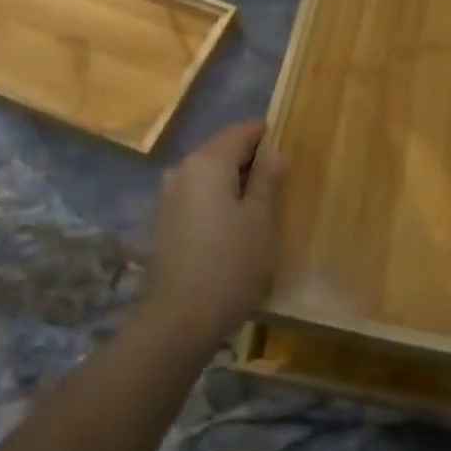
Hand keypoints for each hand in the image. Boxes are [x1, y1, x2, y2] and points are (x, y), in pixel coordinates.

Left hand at [142, 120, 284, 345]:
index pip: (239, 132)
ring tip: (261, 200)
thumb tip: (274, 153)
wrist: (178, 318)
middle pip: (220, 150)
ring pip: (207, 174)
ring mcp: (168, 196)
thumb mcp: (260, 221)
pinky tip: (234, 221)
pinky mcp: (164, 221)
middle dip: (249, 157)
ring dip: (232, 179)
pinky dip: (217, 198)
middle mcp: (182, 170)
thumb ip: (267, 181)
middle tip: (280, 175)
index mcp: (207, 162)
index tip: (286, 141)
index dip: (264, 134)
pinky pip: (196, 195)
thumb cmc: (230, 264)